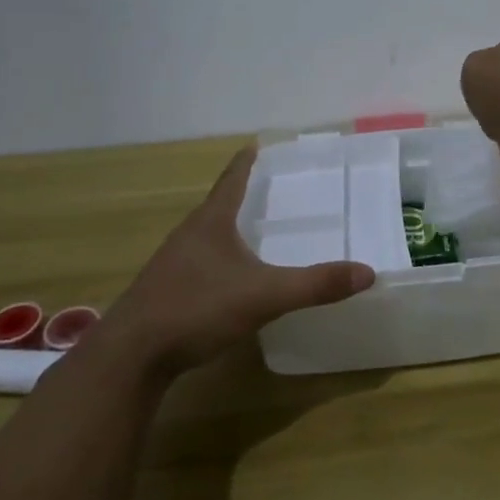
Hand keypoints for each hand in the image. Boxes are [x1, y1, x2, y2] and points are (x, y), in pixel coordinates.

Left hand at [107, 146, 374, 378]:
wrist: (131, 356)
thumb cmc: (197, 309)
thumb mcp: (265, 296)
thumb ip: (315, 285)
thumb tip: (368, 272)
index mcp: (210, 223)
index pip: (231, 181)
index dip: (246, 162)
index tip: (256, 143)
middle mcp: (188, 236)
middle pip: (217, 206)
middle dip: (241, 195)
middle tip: (270, 189)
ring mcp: (172, 265)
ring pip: (206, 236)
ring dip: (228, 229)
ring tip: (252, 230)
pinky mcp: (164, 293)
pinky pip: (198, 264)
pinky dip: (218, 260)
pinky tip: (229, 279)